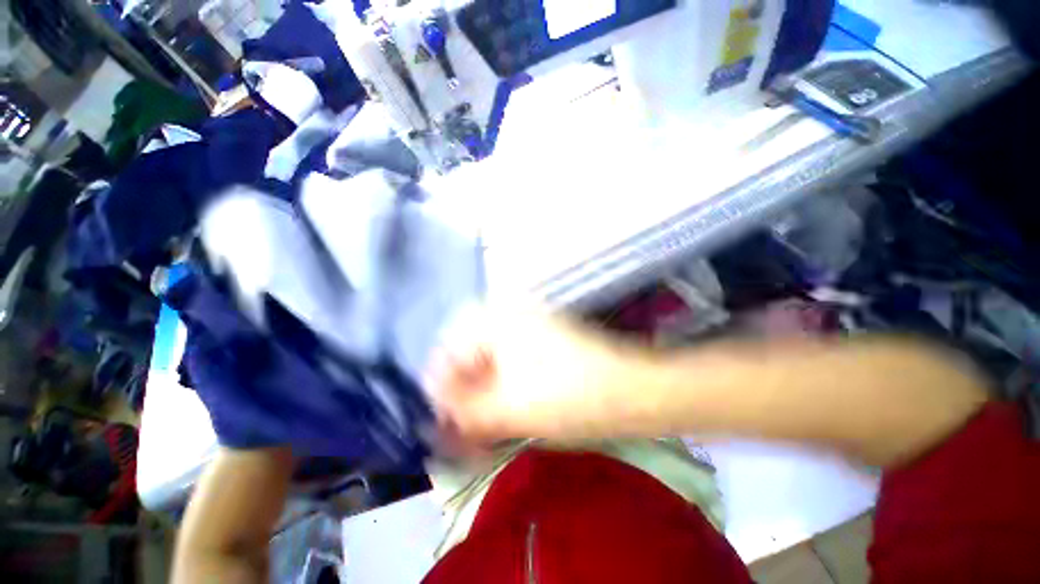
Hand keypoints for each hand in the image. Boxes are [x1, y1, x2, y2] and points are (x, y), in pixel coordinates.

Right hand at [428, 304, 636, 446]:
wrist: (631, 390)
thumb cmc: (570, 395)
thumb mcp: (510, 408)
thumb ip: (465, 413)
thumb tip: (437, 417)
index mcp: (497, 320)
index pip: (449, 349)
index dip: (441, 387)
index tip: (441, 420)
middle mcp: (508, 315)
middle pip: (469, 355)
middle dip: (461, 394)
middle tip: (460, 429)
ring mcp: (528, 327)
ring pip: (489, 361)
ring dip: (480, 394)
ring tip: (479, 427)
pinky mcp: (542, 343)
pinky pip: (509, 363)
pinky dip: (500, 388)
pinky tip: (501, 413)